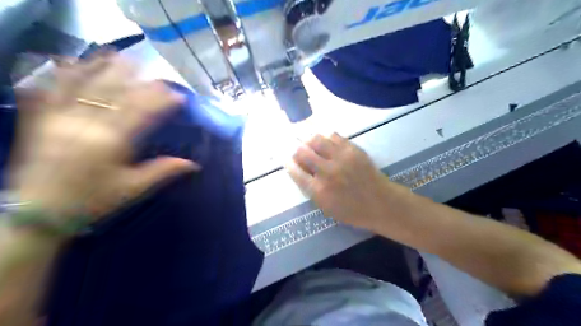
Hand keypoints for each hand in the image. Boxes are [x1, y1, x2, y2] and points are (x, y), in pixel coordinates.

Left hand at [8, 52, 200, 220]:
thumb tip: (194, 164)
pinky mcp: (40, 121)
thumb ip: (163, 172)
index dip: (161, 102)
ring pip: (85, 87)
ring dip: (103, 68)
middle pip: (115, 94)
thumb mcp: (133, 189)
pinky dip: (63, 74)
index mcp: (112, 143)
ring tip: (117, 55)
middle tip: (151, 69)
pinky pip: (51, 91)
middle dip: (135, 79)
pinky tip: (72, 61)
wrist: (40, 213)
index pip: (142, 113)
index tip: (178, 95)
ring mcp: (60, 120)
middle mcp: (87, 125)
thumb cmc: (94, 200)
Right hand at [288, 132, 391, 228]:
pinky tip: (325, 141)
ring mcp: (341, 158)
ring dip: (309, 140)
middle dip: (297, 150)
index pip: (295, 171)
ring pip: (316, 139)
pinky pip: (333, 136)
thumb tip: (299, 170)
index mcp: (319, 190)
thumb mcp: (326, 208)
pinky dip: (325, 137)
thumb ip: (310, 189)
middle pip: (302, 152)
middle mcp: (327, 171)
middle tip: (299, 151)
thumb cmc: (352, 211)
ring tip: (310, 143)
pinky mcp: (353, 149)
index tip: (286, 159)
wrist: (381, 203)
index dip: (288, 163)